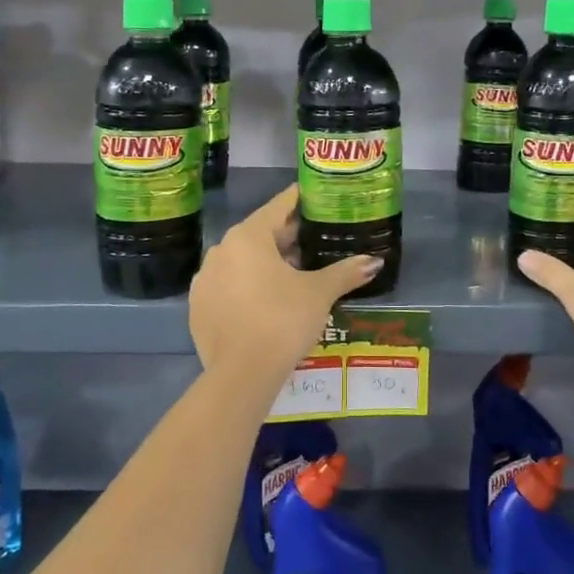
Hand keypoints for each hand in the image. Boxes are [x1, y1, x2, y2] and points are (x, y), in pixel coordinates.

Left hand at [189, 185, 381, 384]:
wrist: (241, 374)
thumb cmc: (283, 320)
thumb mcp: (319, 293)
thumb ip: (346, 272)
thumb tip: (375, 261)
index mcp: (248, 236)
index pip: (279, 206)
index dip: (302, 200)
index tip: (319, 198)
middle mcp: (221, 250)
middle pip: (260, 233)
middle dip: (288, 238)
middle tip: (317, 242)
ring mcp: (205, 279)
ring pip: (243, 261)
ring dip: (267, 264)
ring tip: (296, 275)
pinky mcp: (199, 307)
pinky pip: (229, 286)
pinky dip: (248, 287)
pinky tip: (268, 302)